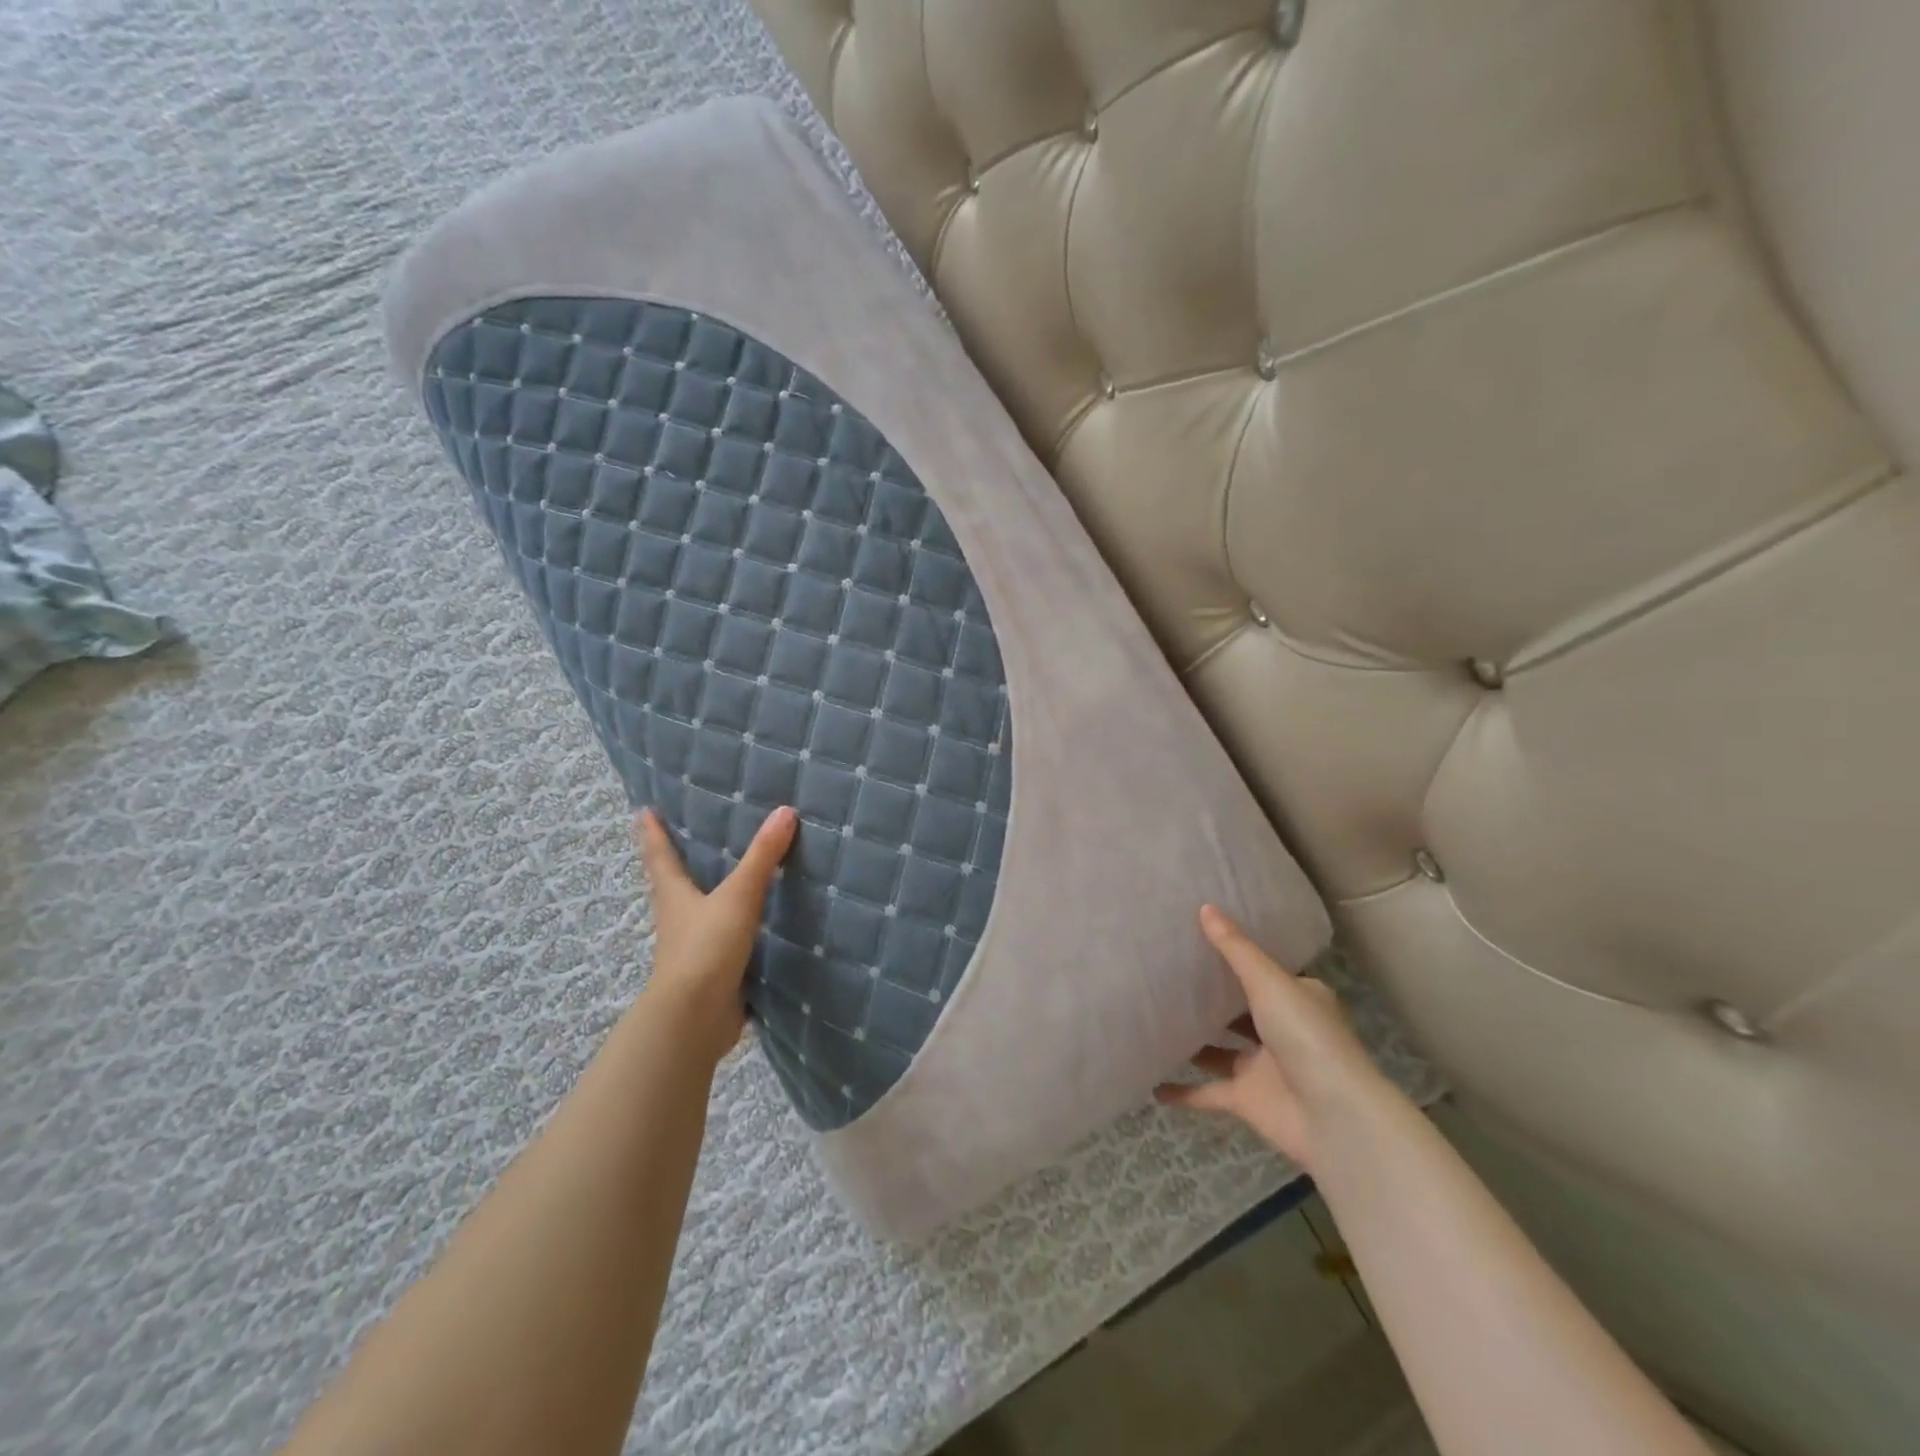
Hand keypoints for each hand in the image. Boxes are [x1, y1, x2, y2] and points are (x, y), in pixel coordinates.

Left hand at [636, 805, 797, 1065]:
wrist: (695, 1018)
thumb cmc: (706, 948)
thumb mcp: (738, 896)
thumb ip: (762, 857)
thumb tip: (785, 811)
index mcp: (675, 896)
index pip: (660, 857)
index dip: (653, 833)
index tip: (643, 812)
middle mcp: (678, 920)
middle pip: (674, 885)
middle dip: (679, 864)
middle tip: (690, 839)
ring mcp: (693, 949)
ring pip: (699, 915)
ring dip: (708, 898)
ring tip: (729, 879)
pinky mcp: (712, 974)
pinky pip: (724, 943)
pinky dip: (734, 930)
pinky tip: (755, 926)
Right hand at [1155, 904, 1392, 1172]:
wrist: (1334, 1118)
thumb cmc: (1307, 1037)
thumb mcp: (1269, 983)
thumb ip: (1235, 949)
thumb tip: (1205, 907)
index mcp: (1297, 999)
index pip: (1264, 972)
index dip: (1236, 957)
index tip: (1197, 939)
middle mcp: (1281, 1030)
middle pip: (1239, 1010)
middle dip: (1209, 998)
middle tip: (1165, 973)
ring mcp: (1263, 1067)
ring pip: (1220, 1050)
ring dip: (1193, 1041)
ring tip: (1153, 1019)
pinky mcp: (1247, 1100)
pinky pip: (1207, 1092)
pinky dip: (1183, 1091)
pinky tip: (1152, 1084)